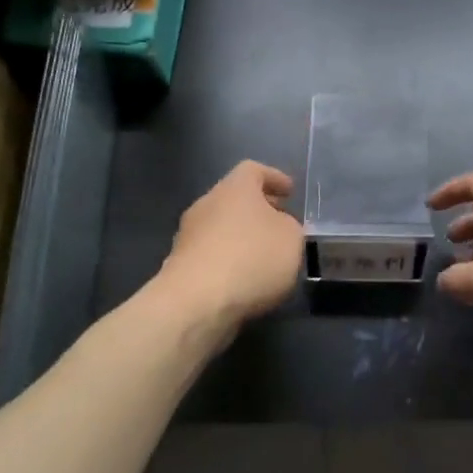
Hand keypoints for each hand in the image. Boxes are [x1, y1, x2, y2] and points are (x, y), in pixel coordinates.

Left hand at [160, 161, 303, 327]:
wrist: (196, 302)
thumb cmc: (252, 258)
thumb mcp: (292, 238)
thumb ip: (289, 226)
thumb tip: (277, 226)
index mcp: (234, 188)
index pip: (253, 170)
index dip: (274, 178)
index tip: (290, 191)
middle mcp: (207, 204)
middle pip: (235, 198)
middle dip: (259, 209)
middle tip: (281, 224)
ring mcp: (188, 235)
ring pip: (221, 227)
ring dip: (242, 236)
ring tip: (265, 256)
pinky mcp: (180, 265)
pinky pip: (212, 254)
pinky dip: (229, 260)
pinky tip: (245, 279)